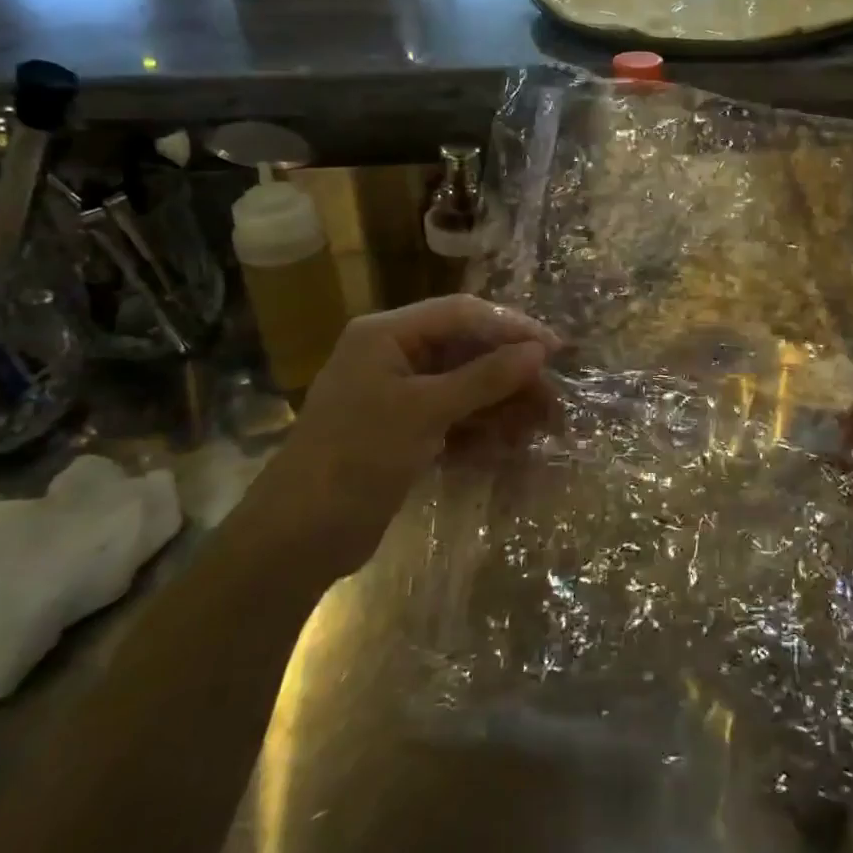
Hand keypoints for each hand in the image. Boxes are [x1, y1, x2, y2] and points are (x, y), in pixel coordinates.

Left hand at [250, 295, 556, 567]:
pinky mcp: (405, 430)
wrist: (297, 538)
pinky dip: (483, 427)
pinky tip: (510, 445)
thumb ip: (484, 378)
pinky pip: (455, 416)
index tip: (555, 350)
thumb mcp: (424, 411)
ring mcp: (399, 395)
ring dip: (503, 403)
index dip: (512, 328)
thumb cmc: (357, 457)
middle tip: (554, 400)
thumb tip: (539, 352)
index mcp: (387, 334)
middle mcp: (394, 355)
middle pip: (467, 350)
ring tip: (542, 427)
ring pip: (466, 386)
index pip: (462, 314)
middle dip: (512, 374)